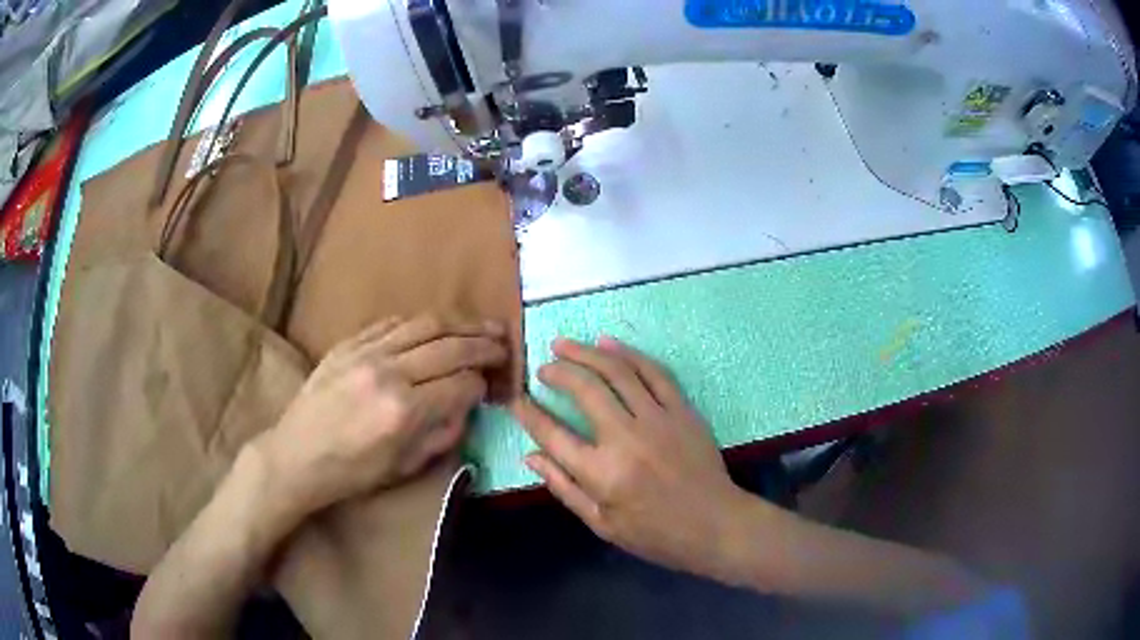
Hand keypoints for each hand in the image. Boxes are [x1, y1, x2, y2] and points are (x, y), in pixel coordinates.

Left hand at [252, 315, 506, 521]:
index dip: (483, 383)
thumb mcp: (405, 466)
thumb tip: (467, 404)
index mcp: (404, 411)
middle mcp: (388, 373)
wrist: (296, 456)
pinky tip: (435, 327)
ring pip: (424, 324)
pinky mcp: (348, 344)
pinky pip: (392, 323)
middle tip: (505, 343)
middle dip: (484, 343)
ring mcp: (366, 352)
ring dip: (459, 323)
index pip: (461, 383)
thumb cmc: (352, 472)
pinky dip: (420, 322)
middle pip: (450, 346)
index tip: (492, 386)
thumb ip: (443, 433)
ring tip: (481, 325)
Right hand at [512, 337, 758, 582]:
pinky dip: (628, 354)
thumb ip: (564, 488)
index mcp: (602, 474)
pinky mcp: (682, 410)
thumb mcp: (602, 524)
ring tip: (564, 344)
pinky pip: (653, 372)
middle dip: (557, 372)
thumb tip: (531, 457)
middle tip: (543, 367)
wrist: (714, 524)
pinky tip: (608, 345)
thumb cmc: (655, 534)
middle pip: (584, 390)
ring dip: (586, 353)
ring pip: (617, 372)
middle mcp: (627, 439)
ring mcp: (658, 420)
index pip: (553, 434)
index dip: (528, 413)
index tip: (516, 399)